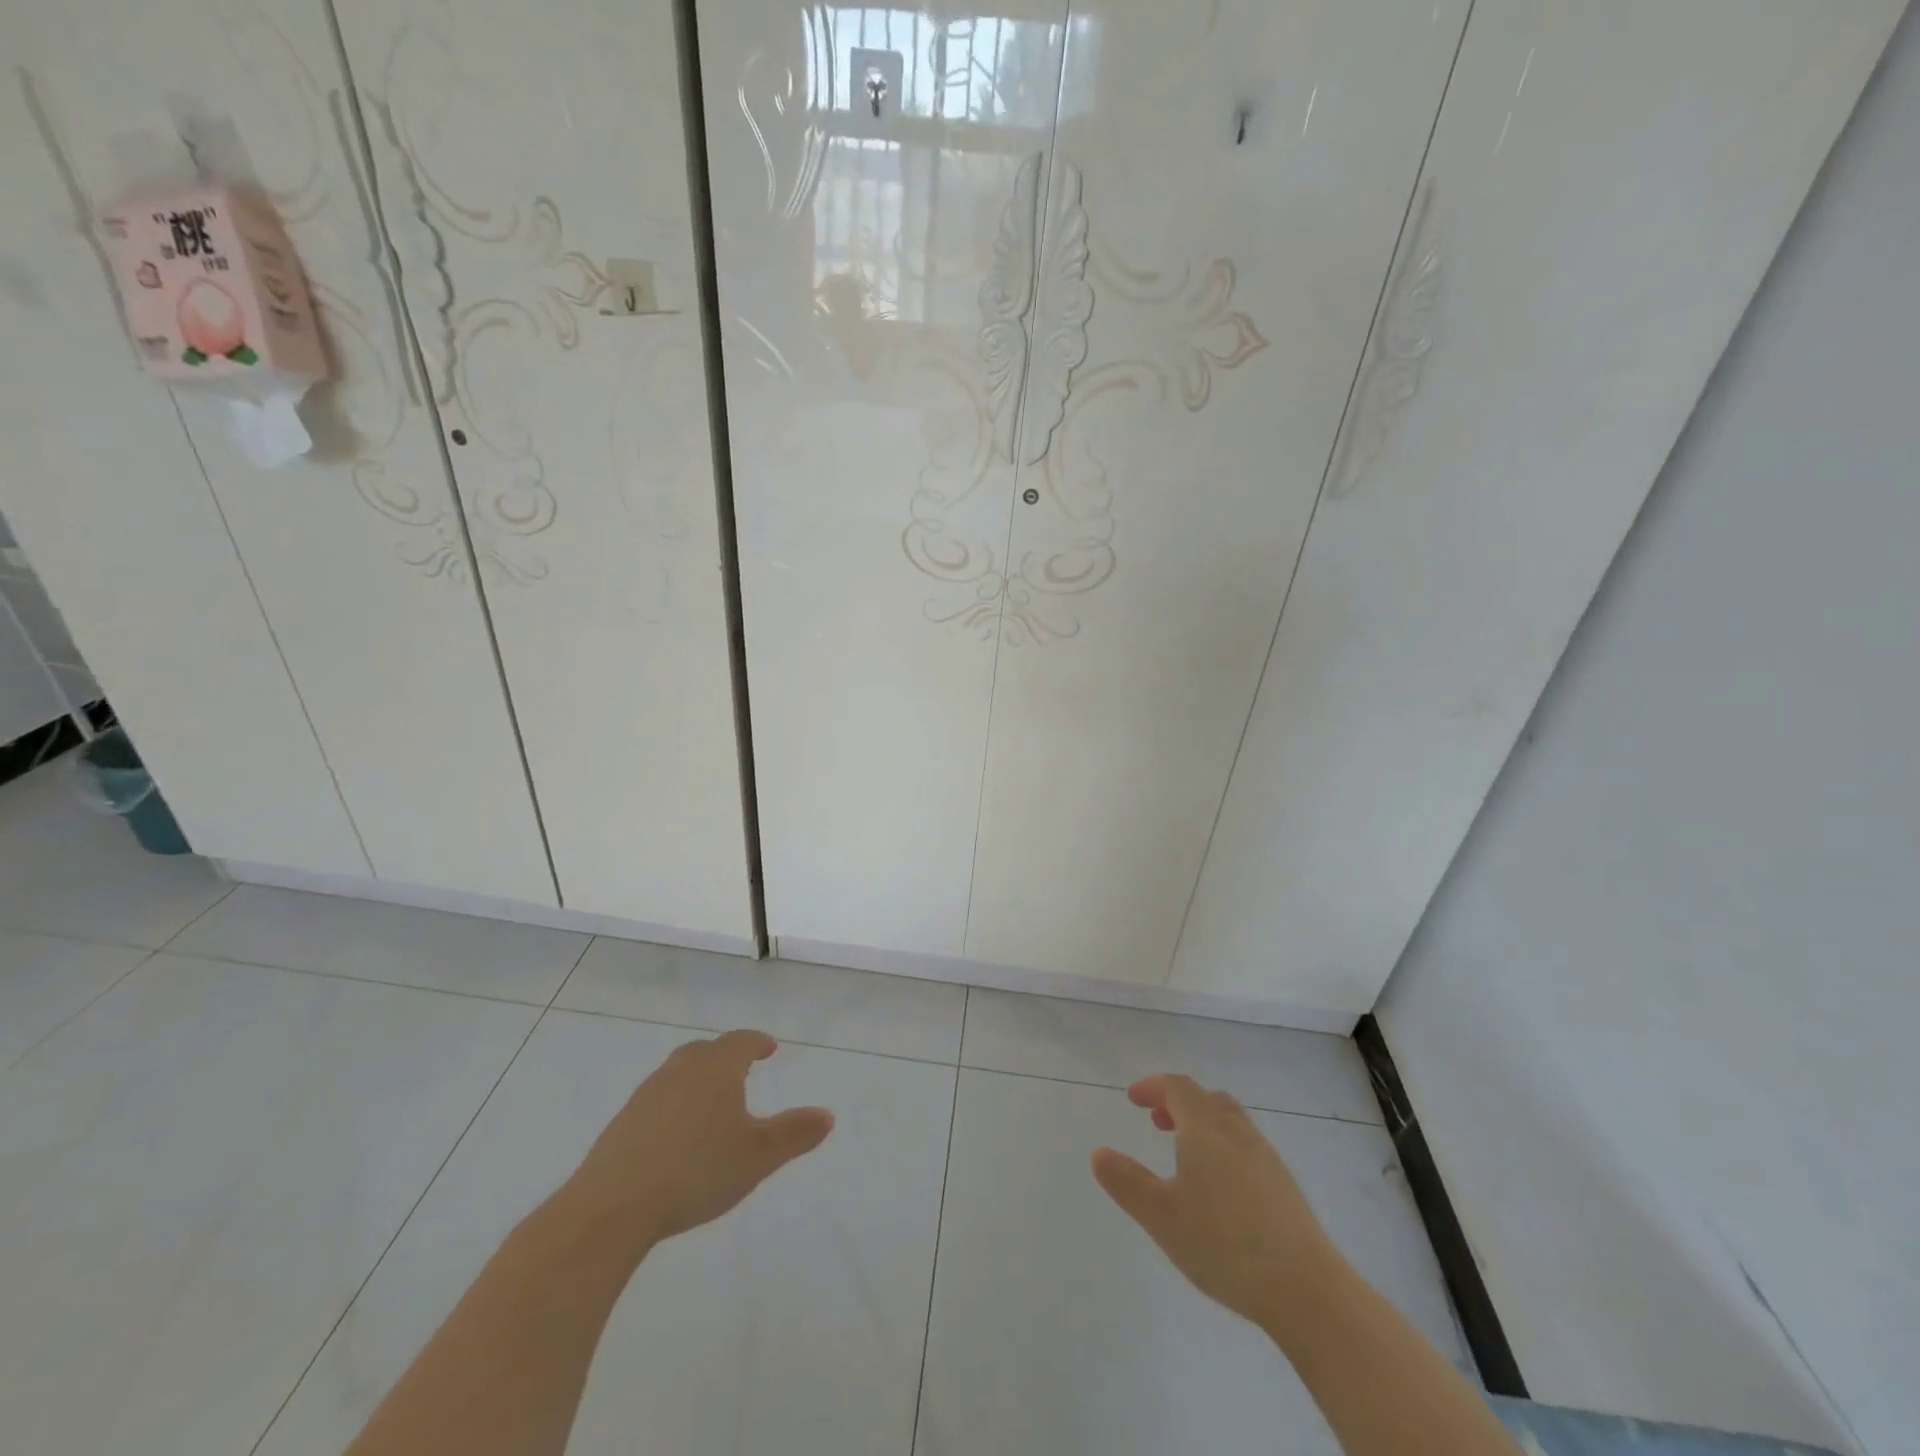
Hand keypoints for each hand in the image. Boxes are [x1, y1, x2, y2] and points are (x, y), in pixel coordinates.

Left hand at [566, 1030, 834, 1251]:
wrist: (611, 1209)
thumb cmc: (696, 1171)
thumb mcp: (758, 1156)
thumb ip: (795, 1133)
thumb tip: (827, 1115)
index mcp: (715, 1069)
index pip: (740, 1042)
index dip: (757, 1042)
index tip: (769, 1047)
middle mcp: (679, 1072)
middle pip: (705, 1051)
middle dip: (725, 1056)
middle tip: (741, 1068)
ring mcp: (645, 1097)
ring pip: (677, 1074)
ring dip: (697, 1079)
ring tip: (710, 1102)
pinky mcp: (621, 1126)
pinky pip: (656, 1102)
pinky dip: (673, 1105)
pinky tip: (676, 1136)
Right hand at [1092, 1074, 1342, 1334]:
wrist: (1304, 1288)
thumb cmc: (1223, 1244)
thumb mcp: (1161, 1216)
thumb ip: (1127, 1182)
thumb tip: (1099, 1154)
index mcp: (1205, 1129)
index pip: (1177, 1087)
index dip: (1153, 1086)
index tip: (1133, 1099)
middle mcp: (1236, 1132)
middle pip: (1206, 1099)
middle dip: (1178, 1102)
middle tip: (1157, 1120)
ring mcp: (1265, 1157)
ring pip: (1230, 1120)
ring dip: (1202, 1122)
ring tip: (1185, 1152)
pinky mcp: (1284, 1185)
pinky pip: (1246, 1145)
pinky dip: (1224, 1145)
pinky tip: (1220, 1186)